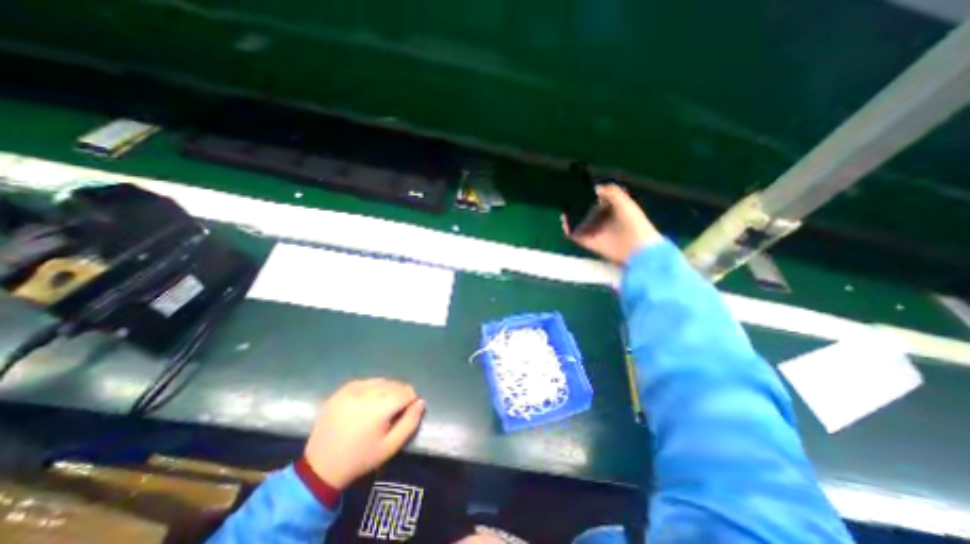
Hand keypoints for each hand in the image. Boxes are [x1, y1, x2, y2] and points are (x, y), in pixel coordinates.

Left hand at [302, 379, 424, 491]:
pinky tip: (367, 402)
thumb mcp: (390, 446)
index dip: (410, 401)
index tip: (405, 412)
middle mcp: (365, 394)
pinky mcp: (342, 390)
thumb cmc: (360, 458)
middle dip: (399, 394)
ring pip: (382, 381)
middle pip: (394, 384)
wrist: (320, 467)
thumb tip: (420, 402)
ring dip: (387, 390)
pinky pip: (366, 381)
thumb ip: (410, 422)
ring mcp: (351, 390)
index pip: (406, 392)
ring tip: (380, 407)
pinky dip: (372, 388)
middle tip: (393, 412)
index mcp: (378, 408)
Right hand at [566, 186, 662, 264]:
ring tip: (564, 212)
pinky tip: (565, 224)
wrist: (637, 247)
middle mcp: (603, 221)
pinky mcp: (591, 243)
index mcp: (613, 210)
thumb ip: (611, 192)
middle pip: (587, 212)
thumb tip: (595, 188)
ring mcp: (596, 232)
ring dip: (571, 219)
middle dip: (577, 207)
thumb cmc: (634, 223)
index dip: (589, 195)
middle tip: (569, 201)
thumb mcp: (625, 202)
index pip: (598, 201)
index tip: (579, 190)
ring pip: (580, 224)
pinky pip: (577, 236)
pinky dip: (570, 231)